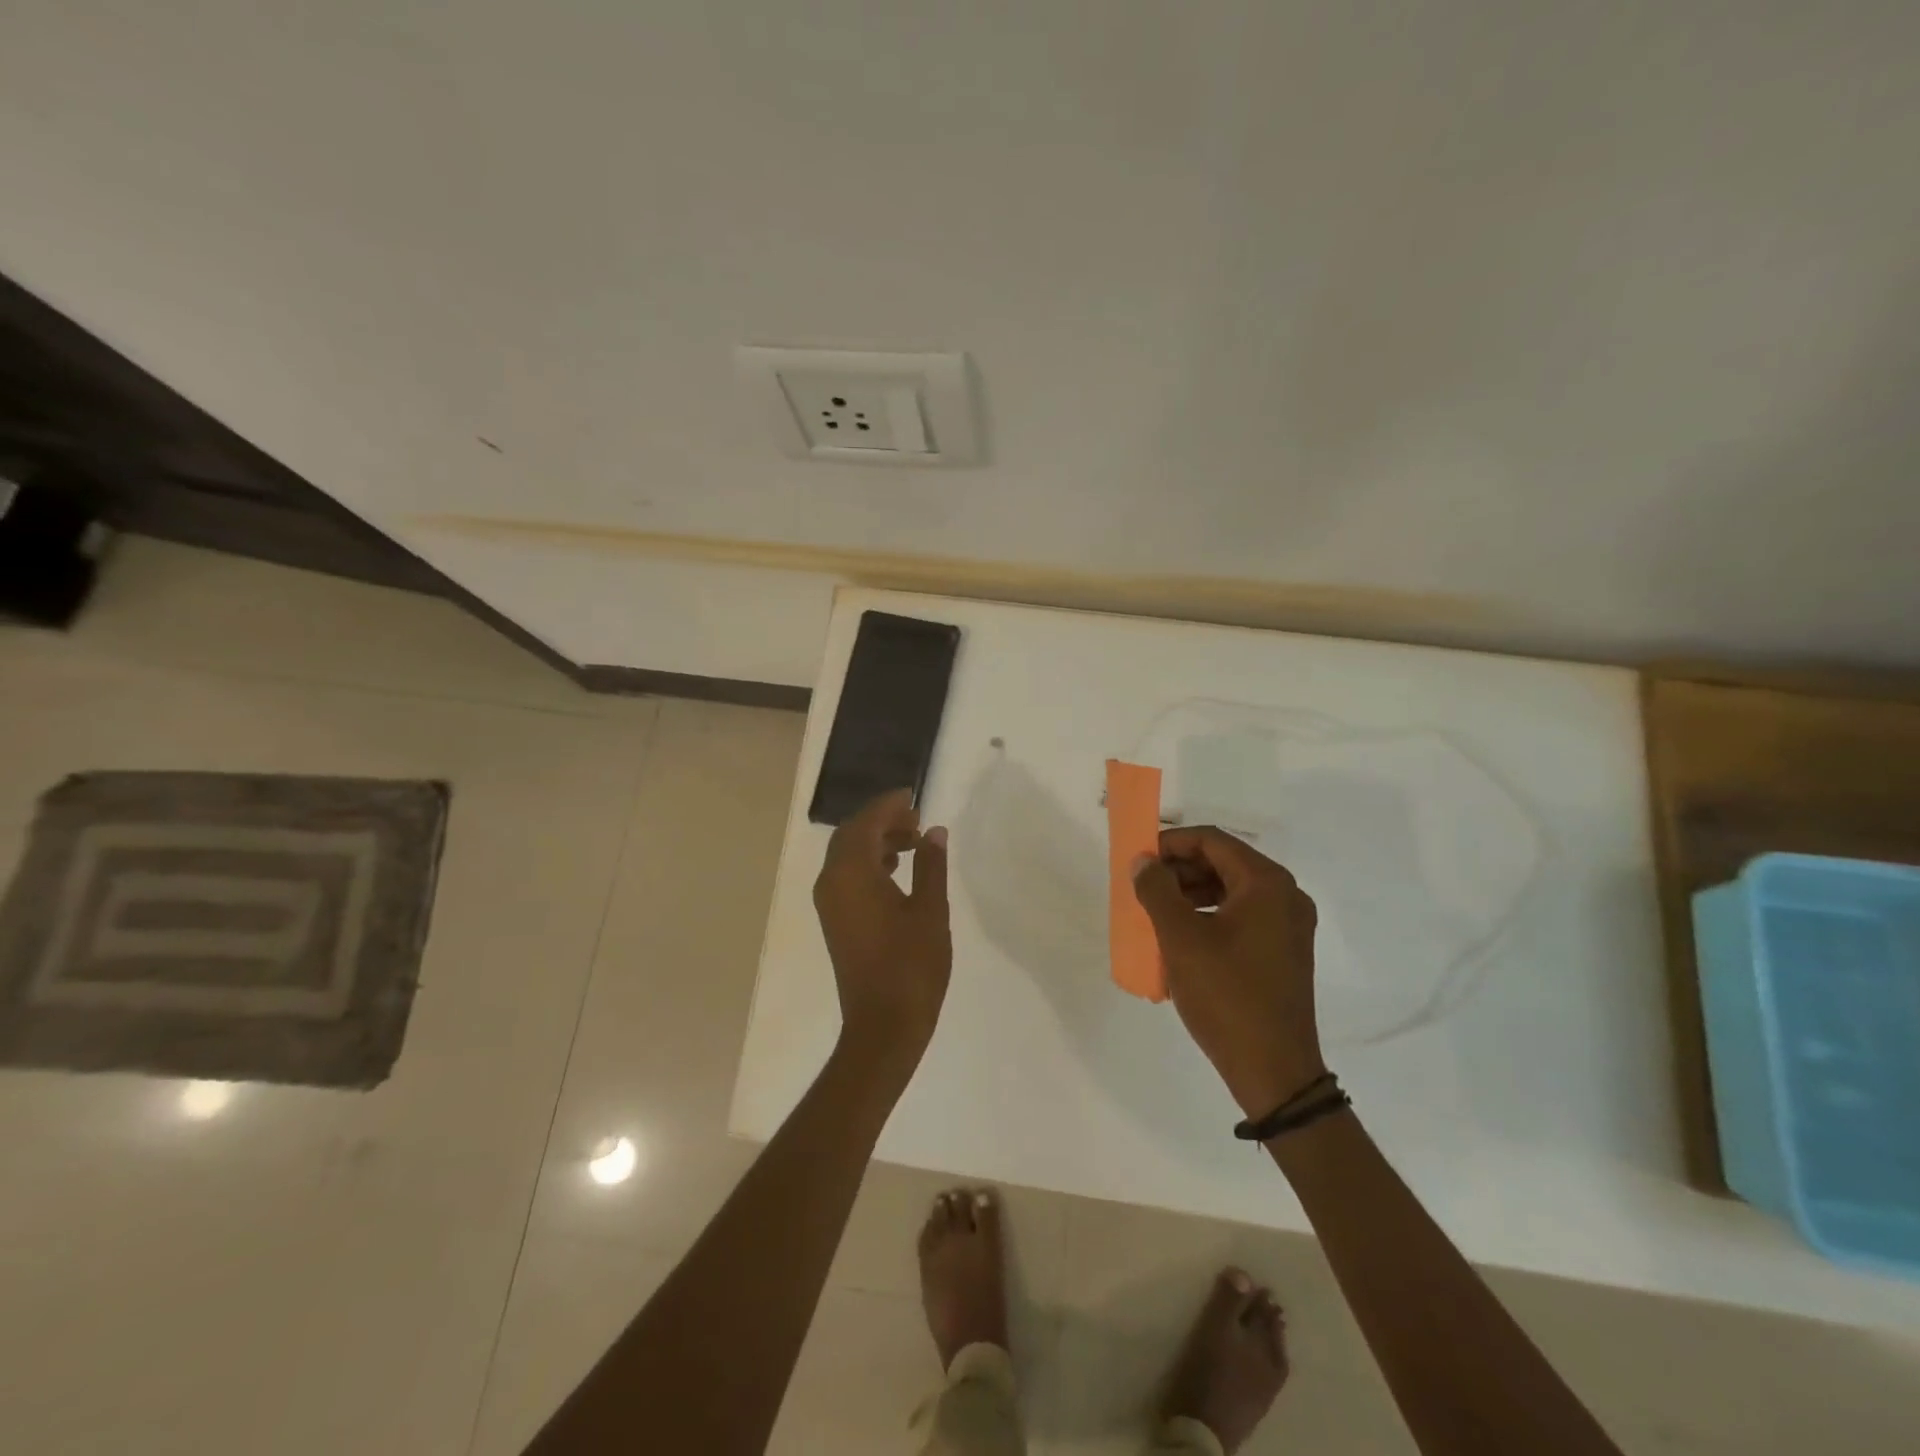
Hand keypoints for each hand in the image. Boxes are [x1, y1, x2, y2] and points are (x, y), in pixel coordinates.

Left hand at [813, 789, 951, 1077]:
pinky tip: (896, 870)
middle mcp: (832, 882)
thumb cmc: (912, 966)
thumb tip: (934, 832)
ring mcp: (829, 903)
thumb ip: (931, 865)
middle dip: (881, 821)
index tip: (912, 796)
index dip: (888, 806)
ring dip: (876, 841)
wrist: (884, 1025)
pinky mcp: (835, 920)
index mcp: (852, 874)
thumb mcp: (930, 910)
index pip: (865, 823)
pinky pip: (846, 876)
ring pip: (847, 855)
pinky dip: (869, 863)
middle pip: (851, 835)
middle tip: (916, 819)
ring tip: (912, 842)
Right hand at [1131, 827, 1325, 1117]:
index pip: (1212, 841)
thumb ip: (1156, 890)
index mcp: (1266, 884)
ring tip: (1156, 911)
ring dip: (1191, 892)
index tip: (1138, 858)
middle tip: (1143, 885)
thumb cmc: (1226, 995)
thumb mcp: (1180, 938)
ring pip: (1232, 890)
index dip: (1171, 843)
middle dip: (1179, 869)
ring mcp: (1289, 926)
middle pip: (1224, 863)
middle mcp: (1285, 896)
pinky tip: (1181, 937)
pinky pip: (1242, 916)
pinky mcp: (1284, 952)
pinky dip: (1209, 915)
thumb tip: (1143, 861)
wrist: (1274, 1070)